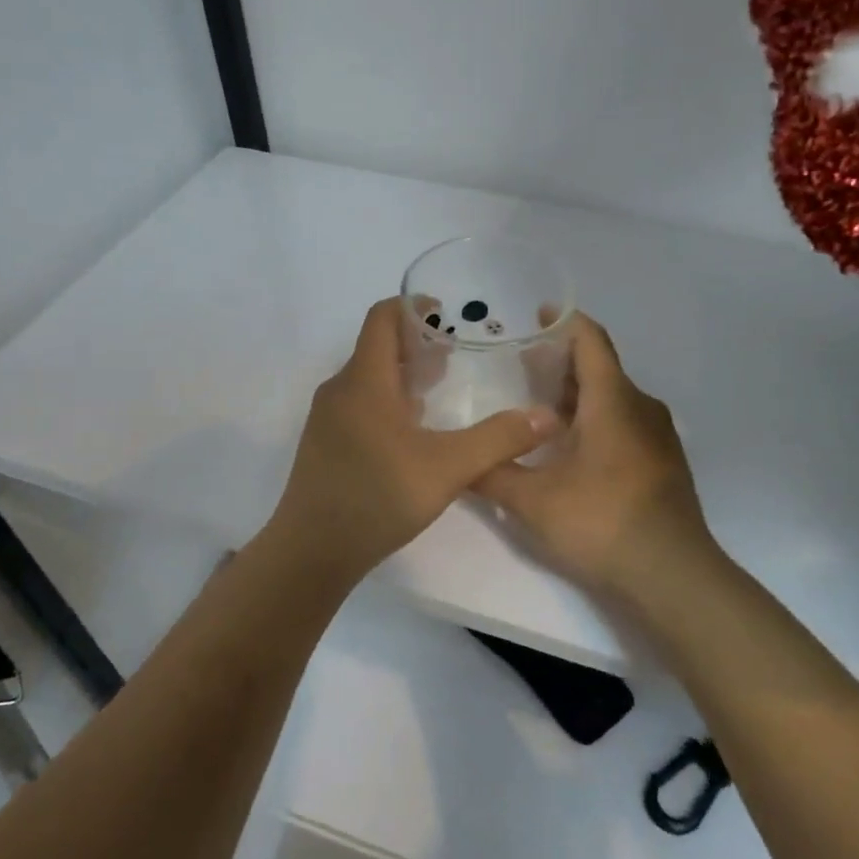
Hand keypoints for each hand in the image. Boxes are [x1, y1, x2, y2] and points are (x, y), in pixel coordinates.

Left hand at [267, 298, 560, 583]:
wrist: (312, 552)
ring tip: (442, 390)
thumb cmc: (377, 498)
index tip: (447, 314)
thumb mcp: (447, 468)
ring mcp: (327, 420)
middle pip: (377, 348)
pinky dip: (388, 402)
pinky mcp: (324, 446)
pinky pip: (359, 406)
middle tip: (457, 355)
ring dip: (404, 376)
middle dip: (417, 344)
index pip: (382, 318)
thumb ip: (498, 440)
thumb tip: (547, 417)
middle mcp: (340, 391)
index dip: (413, 307)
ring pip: (368, 379)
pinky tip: (414, 433)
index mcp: (364, 381)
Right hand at [475, 314, 716, 602]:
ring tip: (536, 411)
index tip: (537, 315)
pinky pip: (625, 426)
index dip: (564, 323)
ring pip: (613, 400)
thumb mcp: (533, 501)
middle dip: (560, 365)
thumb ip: (492, 475)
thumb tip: (458, 462)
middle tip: (518, 370)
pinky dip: (595, 423)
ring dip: (577, 398)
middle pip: (600, 370)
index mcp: (613, 400)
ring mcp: (658, 437)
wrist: (672, 575)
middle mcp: (640, 408)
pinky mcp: (663, 464)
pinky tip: (568, 451)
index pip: (590, 341)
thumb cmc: (602, 523)